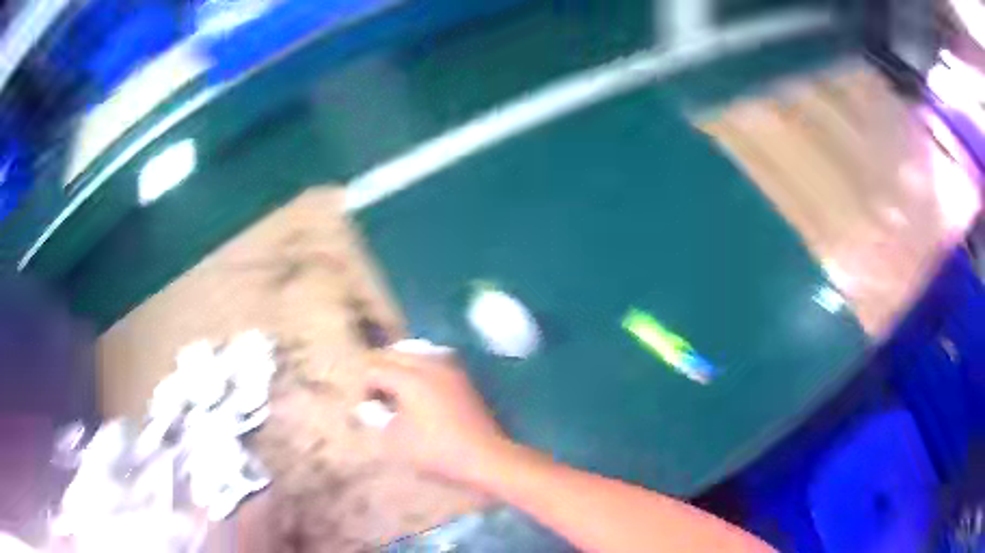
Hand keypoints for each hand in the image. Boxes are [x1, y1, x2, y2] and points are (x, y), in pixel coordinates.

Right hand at [361, 351, 509, 484]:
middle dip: (381, 371)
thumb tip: (368, 408)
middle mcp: (430, 364)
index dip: (364, 387)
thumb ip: (376, 419)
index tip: (366, 408)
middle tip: (376, 396)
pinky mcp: (464, 381)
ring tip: (396, 392)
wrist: (484, 457)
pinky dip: (421, 372)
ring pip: (417, 355)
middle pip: (396, 354)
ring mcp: (451, 370)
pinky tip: (419, 393)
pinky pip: (434, 364)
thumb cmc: (435, 450)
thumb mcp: (395, 440)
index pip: (375, 369)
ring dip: (402, 368)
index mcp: (410, 377)